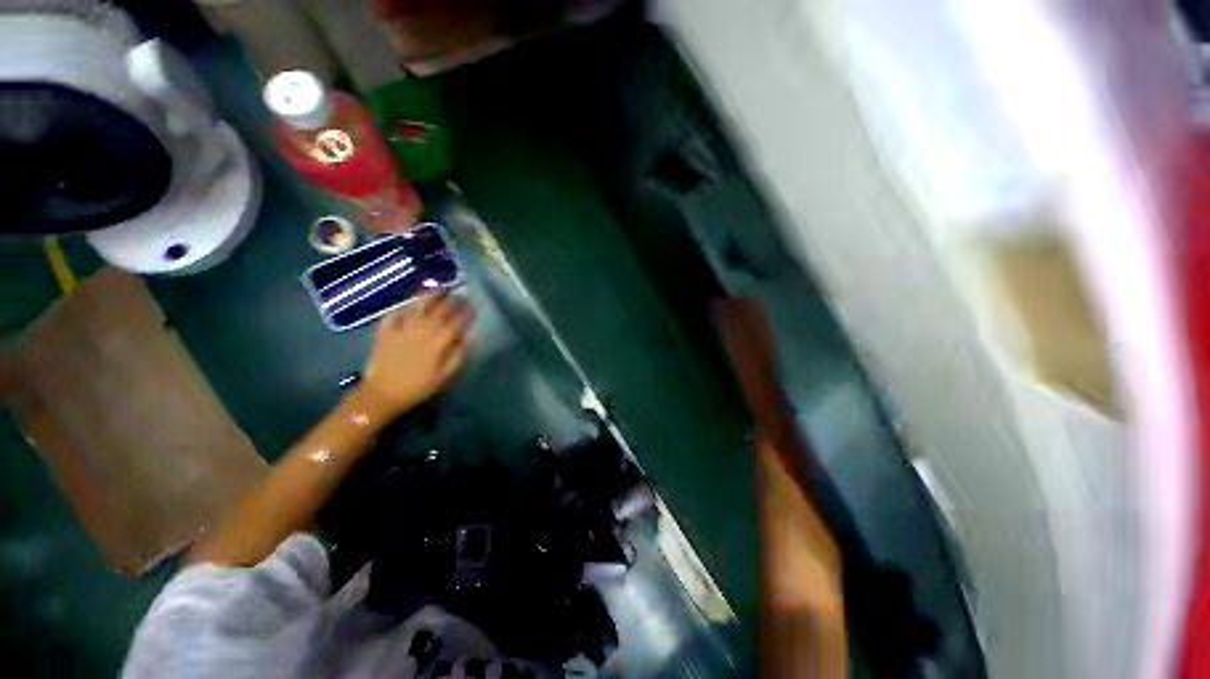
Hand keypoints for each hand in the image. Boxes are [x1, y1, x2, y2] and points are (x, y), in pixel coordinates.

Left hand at [361, 292, 472, 415]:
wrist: (383, 394)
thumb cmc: (418, 387)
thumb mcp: (444, 376)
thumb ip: (458, 355)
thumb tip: (468, 337)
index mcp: (437, 343)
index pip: (455, 322)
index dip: (465, 313)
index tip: (473, 307)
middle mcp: (421, 331)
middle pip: (439, 311)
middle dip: (452, 301)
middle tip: (461, 295)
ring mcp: (401, 329)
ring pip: (418, 308)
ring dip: (430, 297)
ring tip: (439, 290)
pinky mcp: (385, 331)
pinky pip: (395, 314)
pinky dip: (404, 307)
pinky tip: (410, 305)